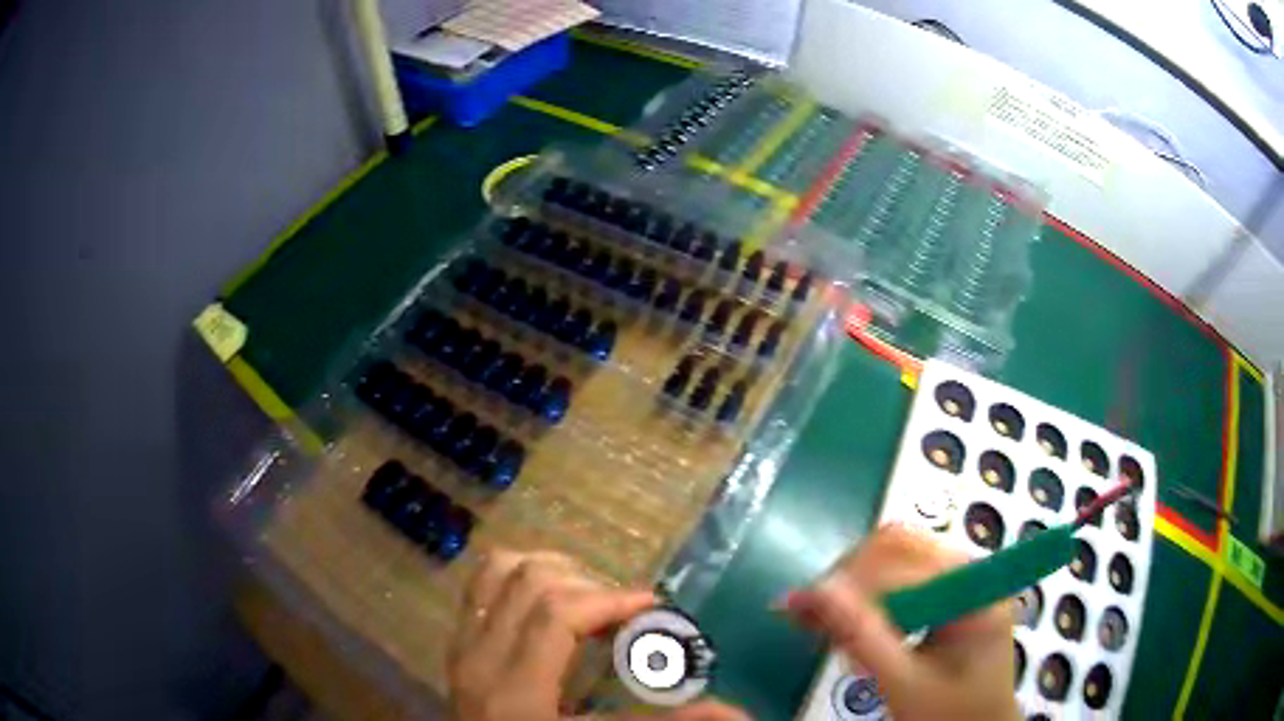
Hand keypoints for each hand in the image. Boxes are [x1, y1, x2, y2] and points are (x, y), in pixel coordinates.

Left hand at [448, 549, 748, 720]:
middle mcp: (478, 658)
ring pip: (499, 570)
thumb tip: (733, 712)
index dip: (610, 599)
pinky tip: (550, 599)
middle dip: (588, 583)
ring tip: (589, 597)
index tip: (652, 605)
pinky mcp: (457, 644)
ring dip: (551, 571)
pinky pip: (481, 585)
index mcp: (513, 691)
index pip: (556, 615)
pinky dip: (519, 576)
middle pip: (529, 582)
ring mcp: (460, 646)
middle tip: (624, 610)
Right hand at [784, 525, 1018, 720]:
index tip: (797, 607)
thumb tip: (809, 593)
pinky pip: (900, 575)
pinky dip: (868, 593)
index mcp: (974, 589)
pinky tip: (848, 620)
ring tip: (821, 618)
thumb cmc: (950, 713)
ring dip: (854, 582)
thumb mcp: (905, 683)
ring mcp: (959, 579)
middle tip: (807, 611)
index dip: (847, 582)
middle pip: (899, 545)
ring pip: (895, 555)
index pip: (903, 564)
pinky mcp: (946, 593)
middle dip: (849, 575)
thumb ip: (862, 638)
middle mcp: (969, 571)